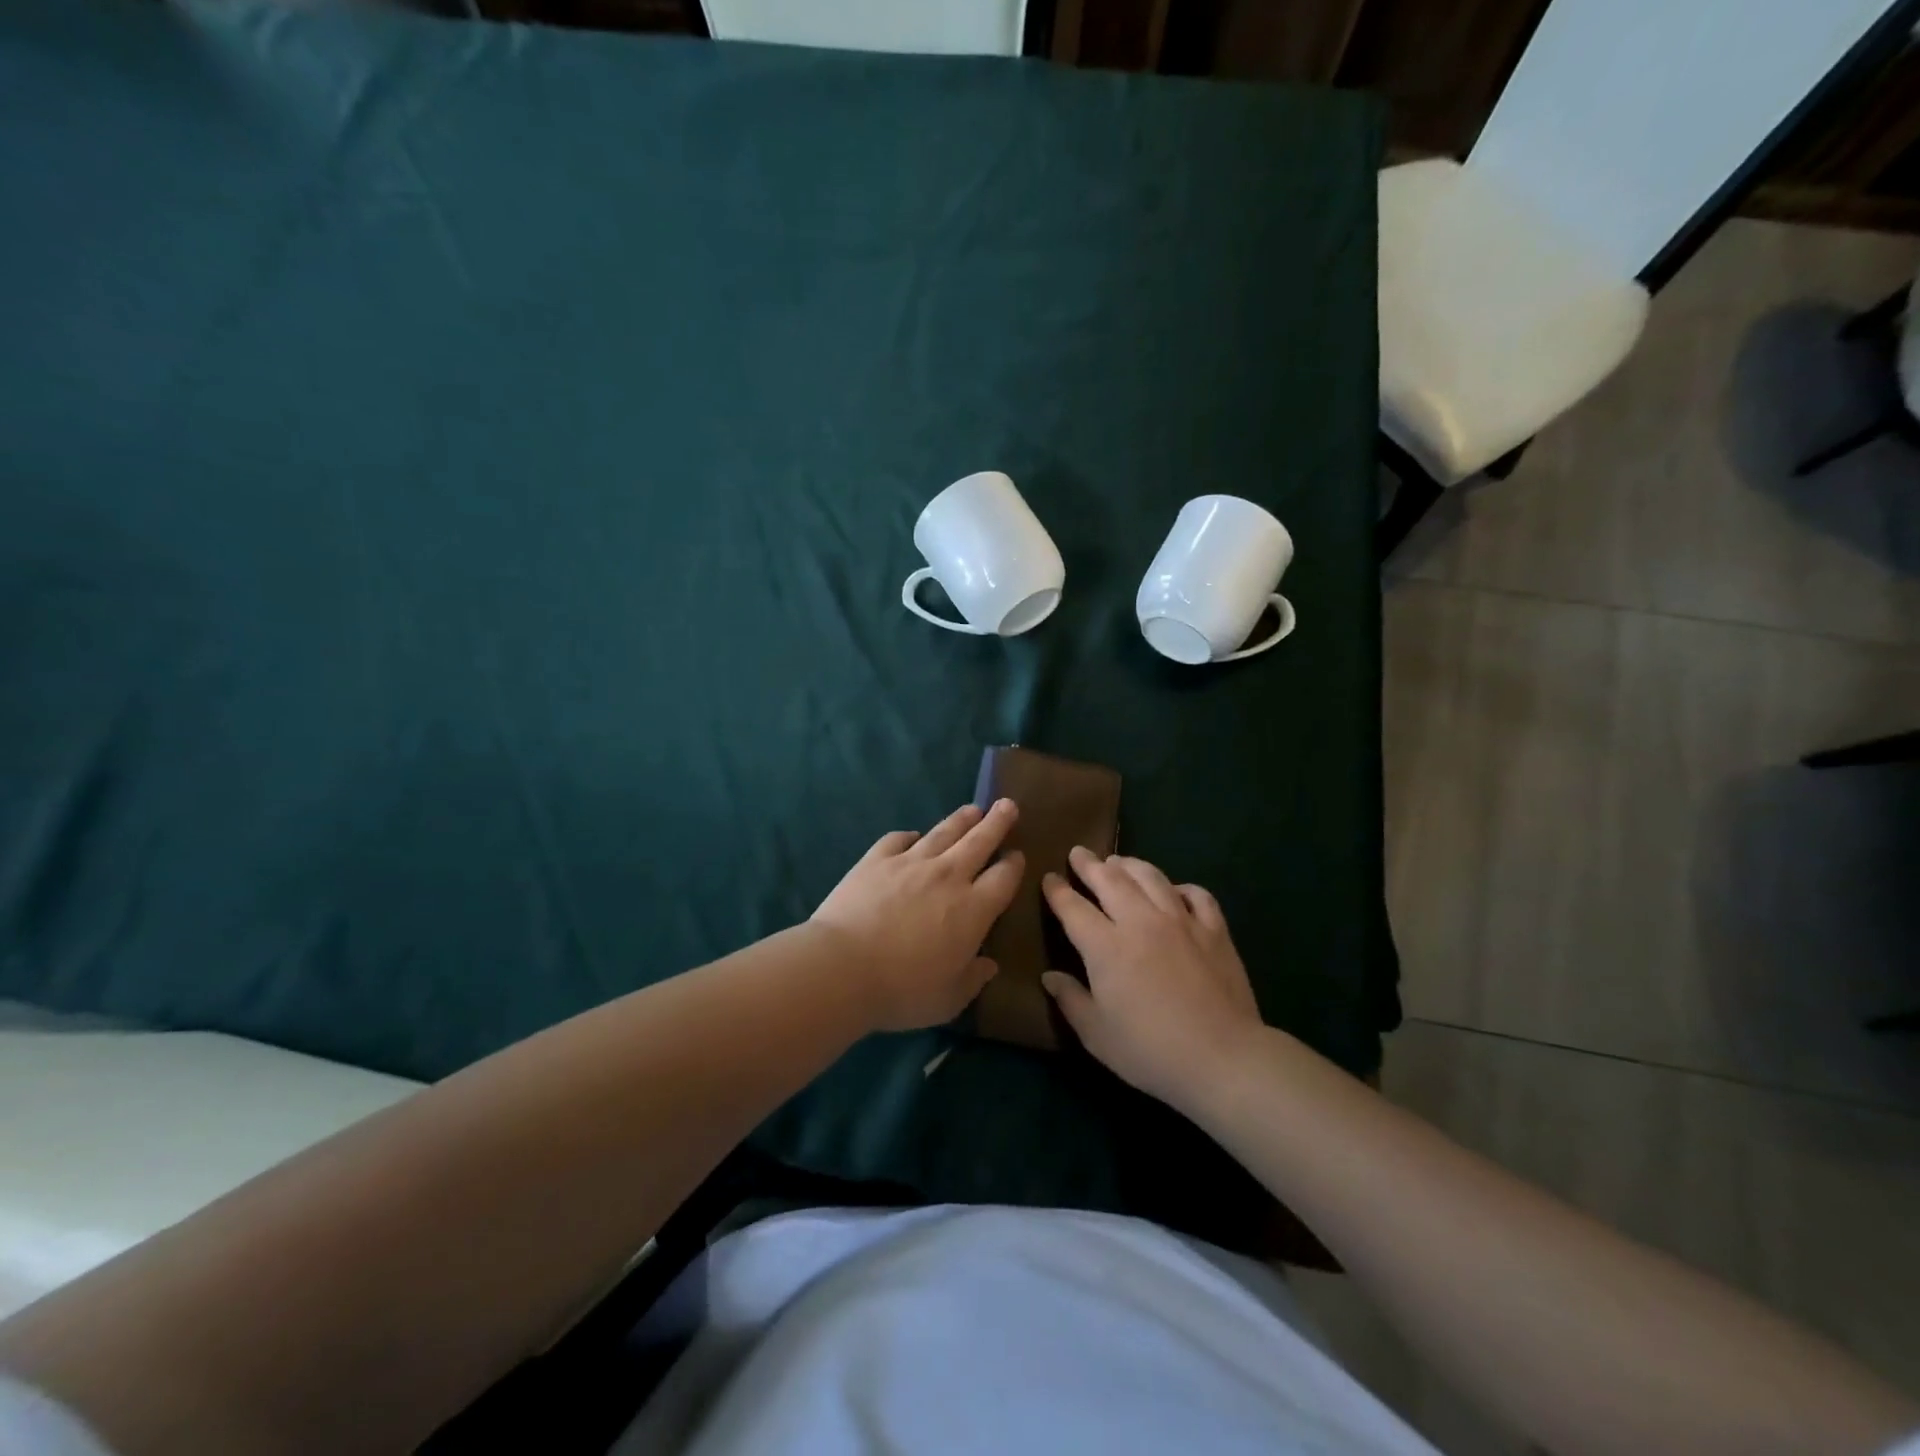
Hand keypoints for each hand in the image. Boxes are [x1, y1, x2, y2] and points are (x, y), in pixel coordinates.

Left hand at [812, 800, 1024, 1031]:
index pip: (1003, 878)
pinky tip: (912, 835)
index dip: (1014, 864)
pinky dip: (909, 836)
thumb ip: (973, 979)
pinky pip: (898, 839)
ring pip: (943, 833)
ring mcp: (910, 863)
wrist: (842, 967)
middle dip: (996, 822)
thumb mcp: (949, 999)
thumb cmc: (902, 990)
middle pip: (979, 841)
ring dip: (961, 820)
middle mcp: (948, 876)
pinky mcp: (876, 859)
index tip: (1018, 854)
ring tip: (973, 809)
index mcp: (973, 909)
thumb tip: (989, 966)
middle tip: (1007, 805)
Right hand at [1041, 847, 1262, 1109]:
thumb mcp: (1097, 1034)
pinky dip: (1180, 887)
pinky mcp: (1214, 930)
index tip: (1049, 878)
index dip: (1057, 891)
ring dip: (1130, 865)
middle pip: (1110, 880)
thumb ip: (1071, 999)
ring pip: (1151, 877)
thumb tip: (1050, 977)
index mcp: (1106, 946)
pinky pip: (1196, 895)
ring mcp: (1181, 921)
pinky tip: (1174, 891)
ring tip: (1118, 862)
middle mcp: (1141, 922)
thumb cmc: (1150, 1051)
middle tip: (1079, 853)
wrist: (1222, 1058)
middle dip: (1090, 865)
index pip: (1073, 908)